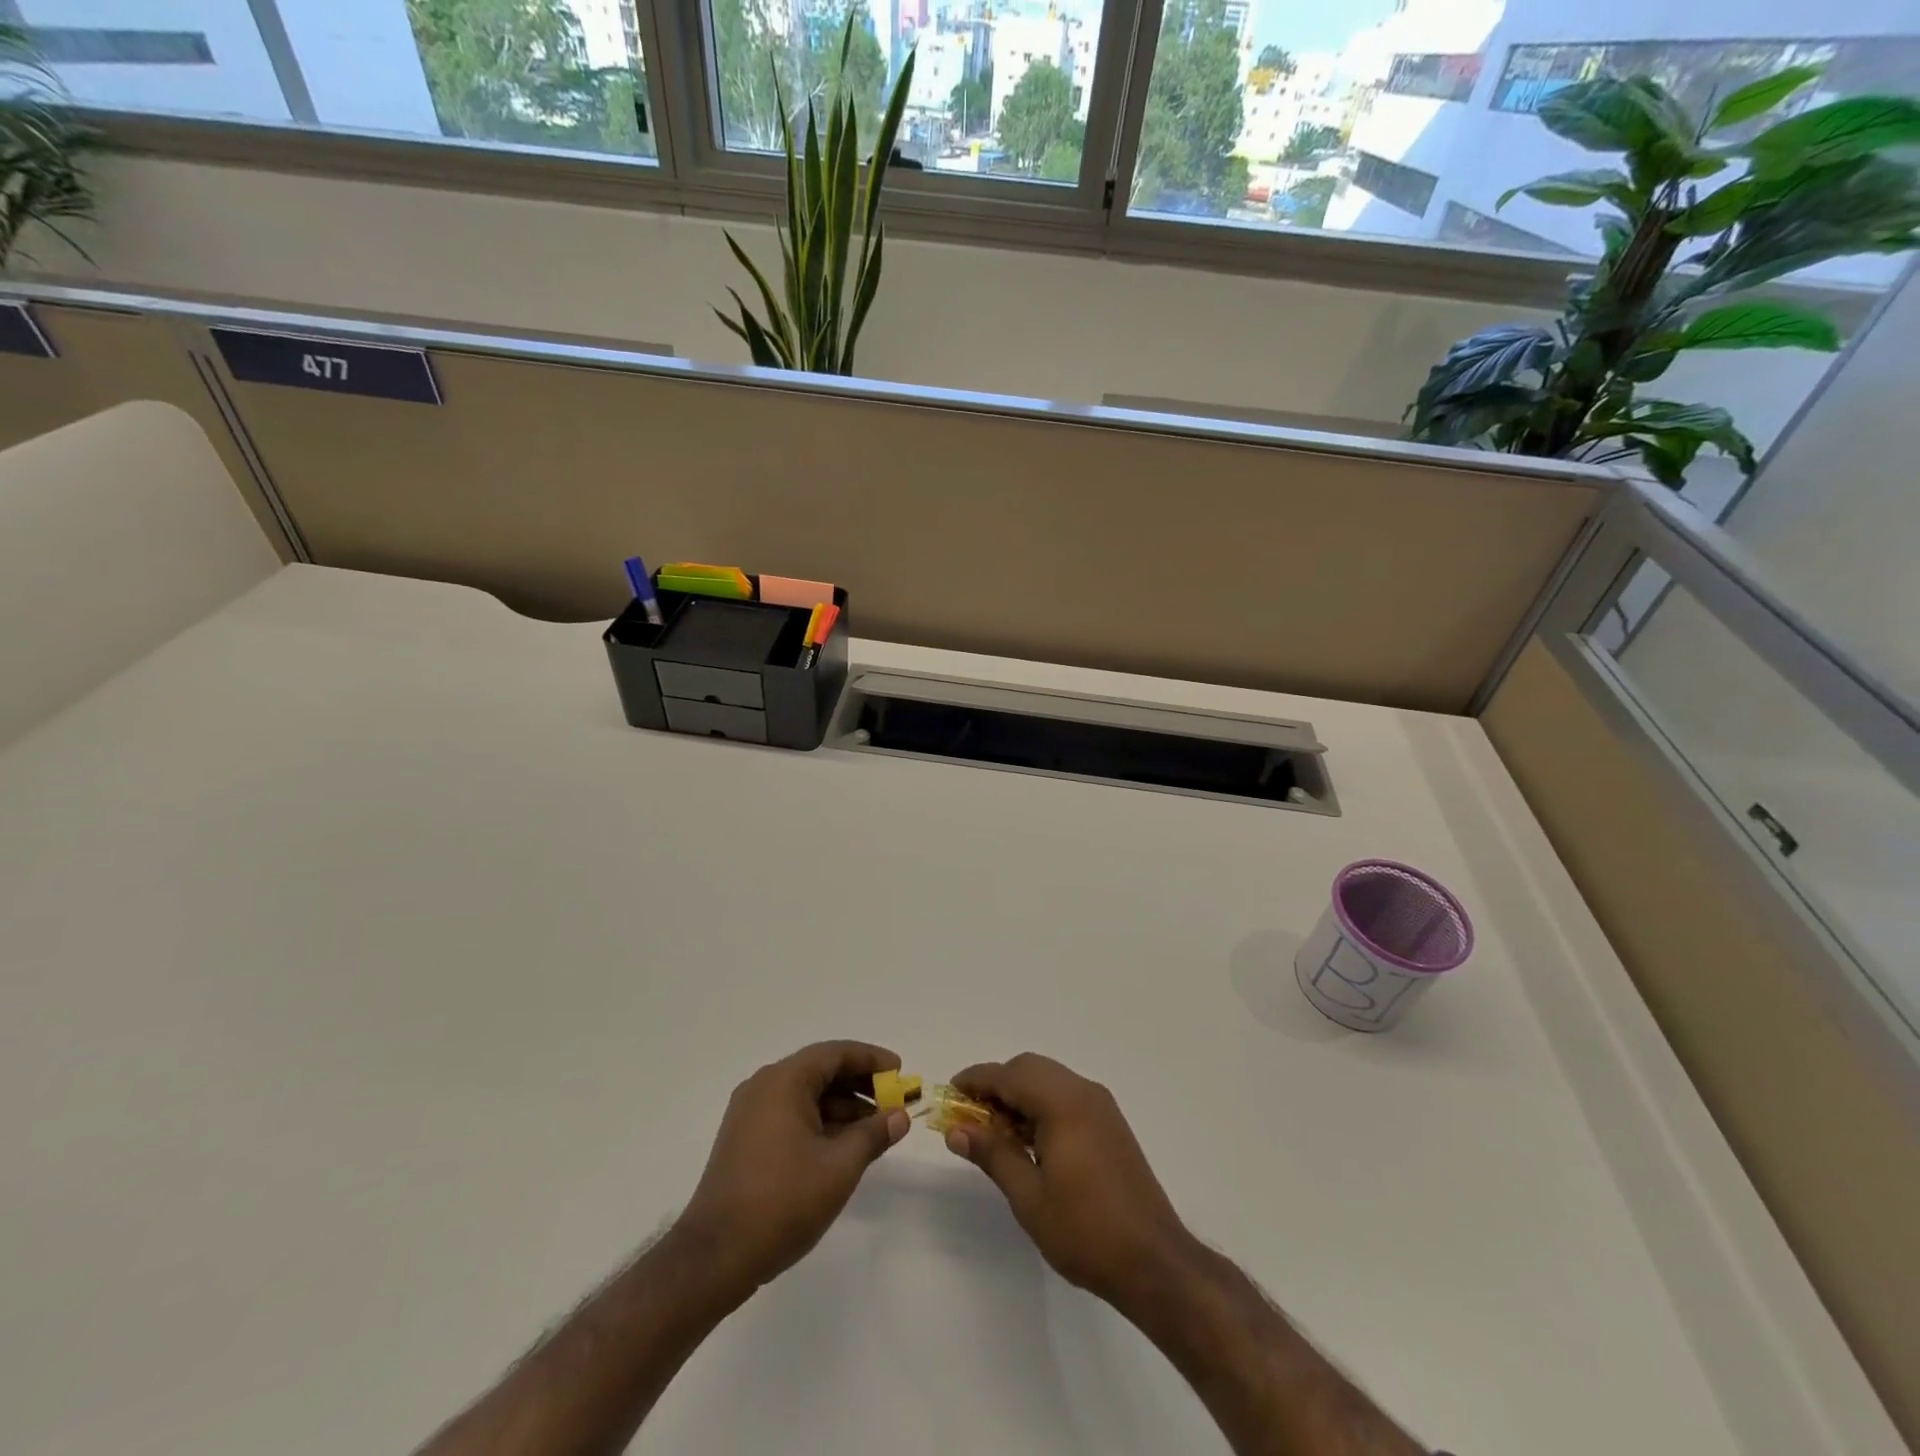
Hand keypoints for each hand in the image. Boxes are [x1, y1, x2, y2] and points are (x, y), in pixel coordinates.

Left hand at [677, 1040, 908, 1294]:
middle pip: (820, 1071)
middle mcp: (763, 1087)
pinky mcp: (745, 1140)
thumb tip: (899, 1116)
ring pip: (806, 1096)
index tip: (900, 1071)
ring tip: (874, 1130)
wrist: (714, 1257)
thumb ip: (873, 1135)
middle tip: (892, 1101)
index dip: (871, 1059)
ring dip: (841, 1107)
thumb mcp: (839, 1167)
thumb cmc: (782, 1202)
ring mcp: (750, 1114)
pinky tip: (842, 1146)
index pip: (835, 1054)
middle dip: (859, 1084)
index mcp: (783, 1081)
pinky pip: (791, 1115)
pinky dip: (820, 1122)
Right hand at [944, 1053, 1197, 1307]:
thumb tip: (955, 1129)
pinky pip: (1066, 1096)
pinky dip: (1041, 1105)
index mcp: (1063, 1102)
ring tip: (995, 1133)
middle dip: (997, 1085)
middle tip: (970, 1117)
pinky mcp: (1110, 1123)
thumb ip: (992, 1154)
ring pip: (1048, 1080)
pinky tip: (1028, 1140)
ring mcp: (1101, 1106)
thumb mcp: (1028, 1196)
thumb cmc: (1085, 1230)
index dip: (976, 1080)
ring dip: (1019, 1095)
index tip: (949, 1093)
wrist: (1154, 1261)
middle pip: (1029, 1069)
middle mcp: (1083, 1092)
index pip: (1008, 1075)